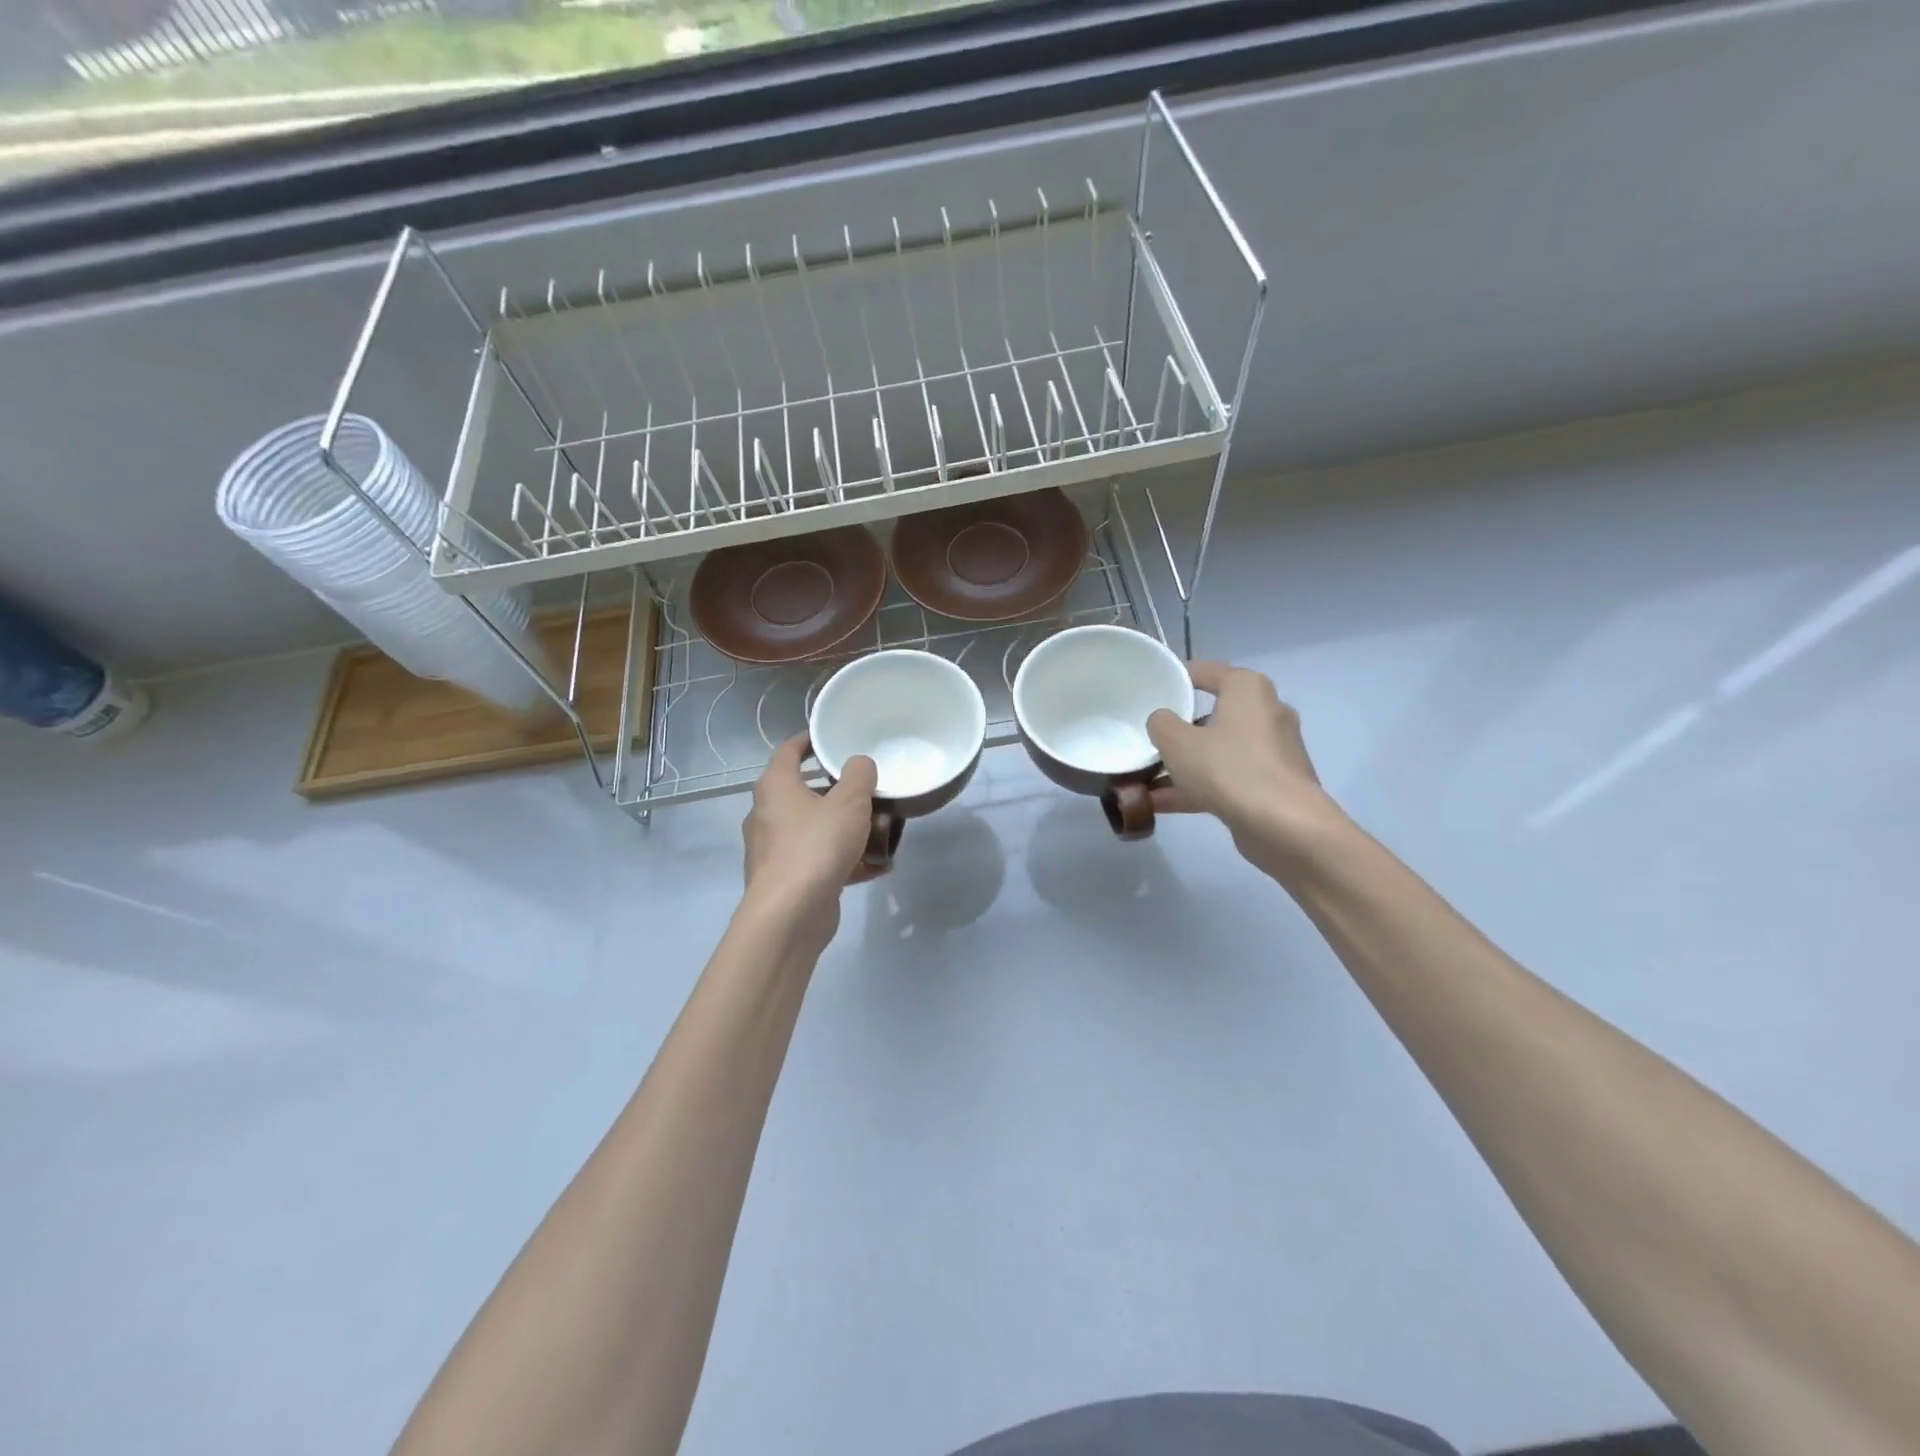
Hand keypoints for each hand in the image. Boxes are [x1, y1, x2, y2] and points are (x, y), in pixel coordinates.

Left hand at [740, 736, 883, 949]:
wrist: (789, 915)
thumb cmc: (816, 846)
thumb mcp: (849, 802)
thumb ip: (859, 776)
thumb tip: (859, 765)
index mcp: (776, 787)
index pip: (788, 751)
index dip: (809, 740)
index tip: (831, 738)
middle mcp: (768, 815)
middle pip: (806, 793)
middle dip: (839, 792)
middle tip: (869, 790)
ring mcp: (775, 850)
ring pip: (815, 829)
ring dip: (846, 829)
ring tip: (881, 831)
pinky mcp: (788, 880)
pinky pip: (820, 860)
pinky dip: (846, 860)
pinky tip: (878, 868)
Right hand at [1145, 661, 1339, 870]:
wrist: (1283, 825)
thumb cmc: (1229, 768)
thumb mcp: (1177, 742)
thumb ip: (1161, 724)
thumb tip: (1163, 722)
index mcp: (1248, 689)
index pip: (1208, 672)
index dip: (1178, 677)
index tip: (1153, 688)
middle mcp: (1266, 713)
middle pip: (1212, 714)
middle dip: (1179, 729)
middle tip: (1148, 736)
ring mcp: (1271, 752)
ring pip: (1217, 750)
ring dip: (1184, 764)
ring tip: (1145, 777)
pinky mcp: (1271, 785)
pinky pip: (1226, 778)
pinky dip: (1197, 787)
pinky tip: (1161, 804)